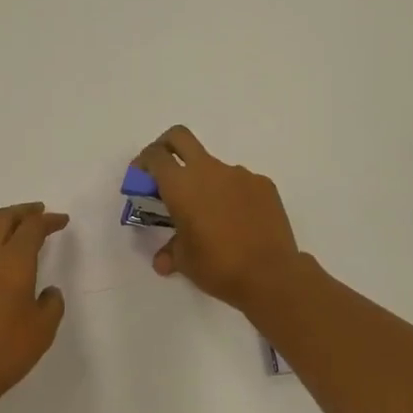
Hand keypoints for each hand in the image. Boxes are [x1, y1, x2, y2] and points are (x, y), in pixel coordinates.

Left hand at [0, 202, 67, 412]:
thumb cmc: (2, 352)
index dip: (49, 220)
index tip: (62, 221)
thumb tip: (49, 292)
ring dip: (3, 224)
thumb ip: (51, 305)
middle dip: (23, 211)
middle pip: (2, 218)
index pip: (32, 227)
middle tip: (39, 213)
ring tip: (18, 231)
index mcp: (12, 261)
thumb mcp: (41, 332)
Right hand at [136, 126, 300, 315]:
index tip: (141, 178)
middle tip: (165, 171)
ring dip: (205, 182)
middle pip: (180, 137)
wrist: (271, 274)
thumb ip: (170, 252)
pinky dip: (232, 195)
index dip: (143, 162)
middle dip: (166, 146)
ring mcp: (239, 174)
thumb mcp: (185, 262)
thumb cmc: (218, 266)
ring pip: (213, 166)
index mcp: (181, 185)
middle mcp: (208, 170)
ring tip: (211, 216)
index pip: (155, 156)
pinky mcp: (263, 184)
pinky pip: (239, 182)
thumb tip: (162, 261)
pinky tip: (239, 222)